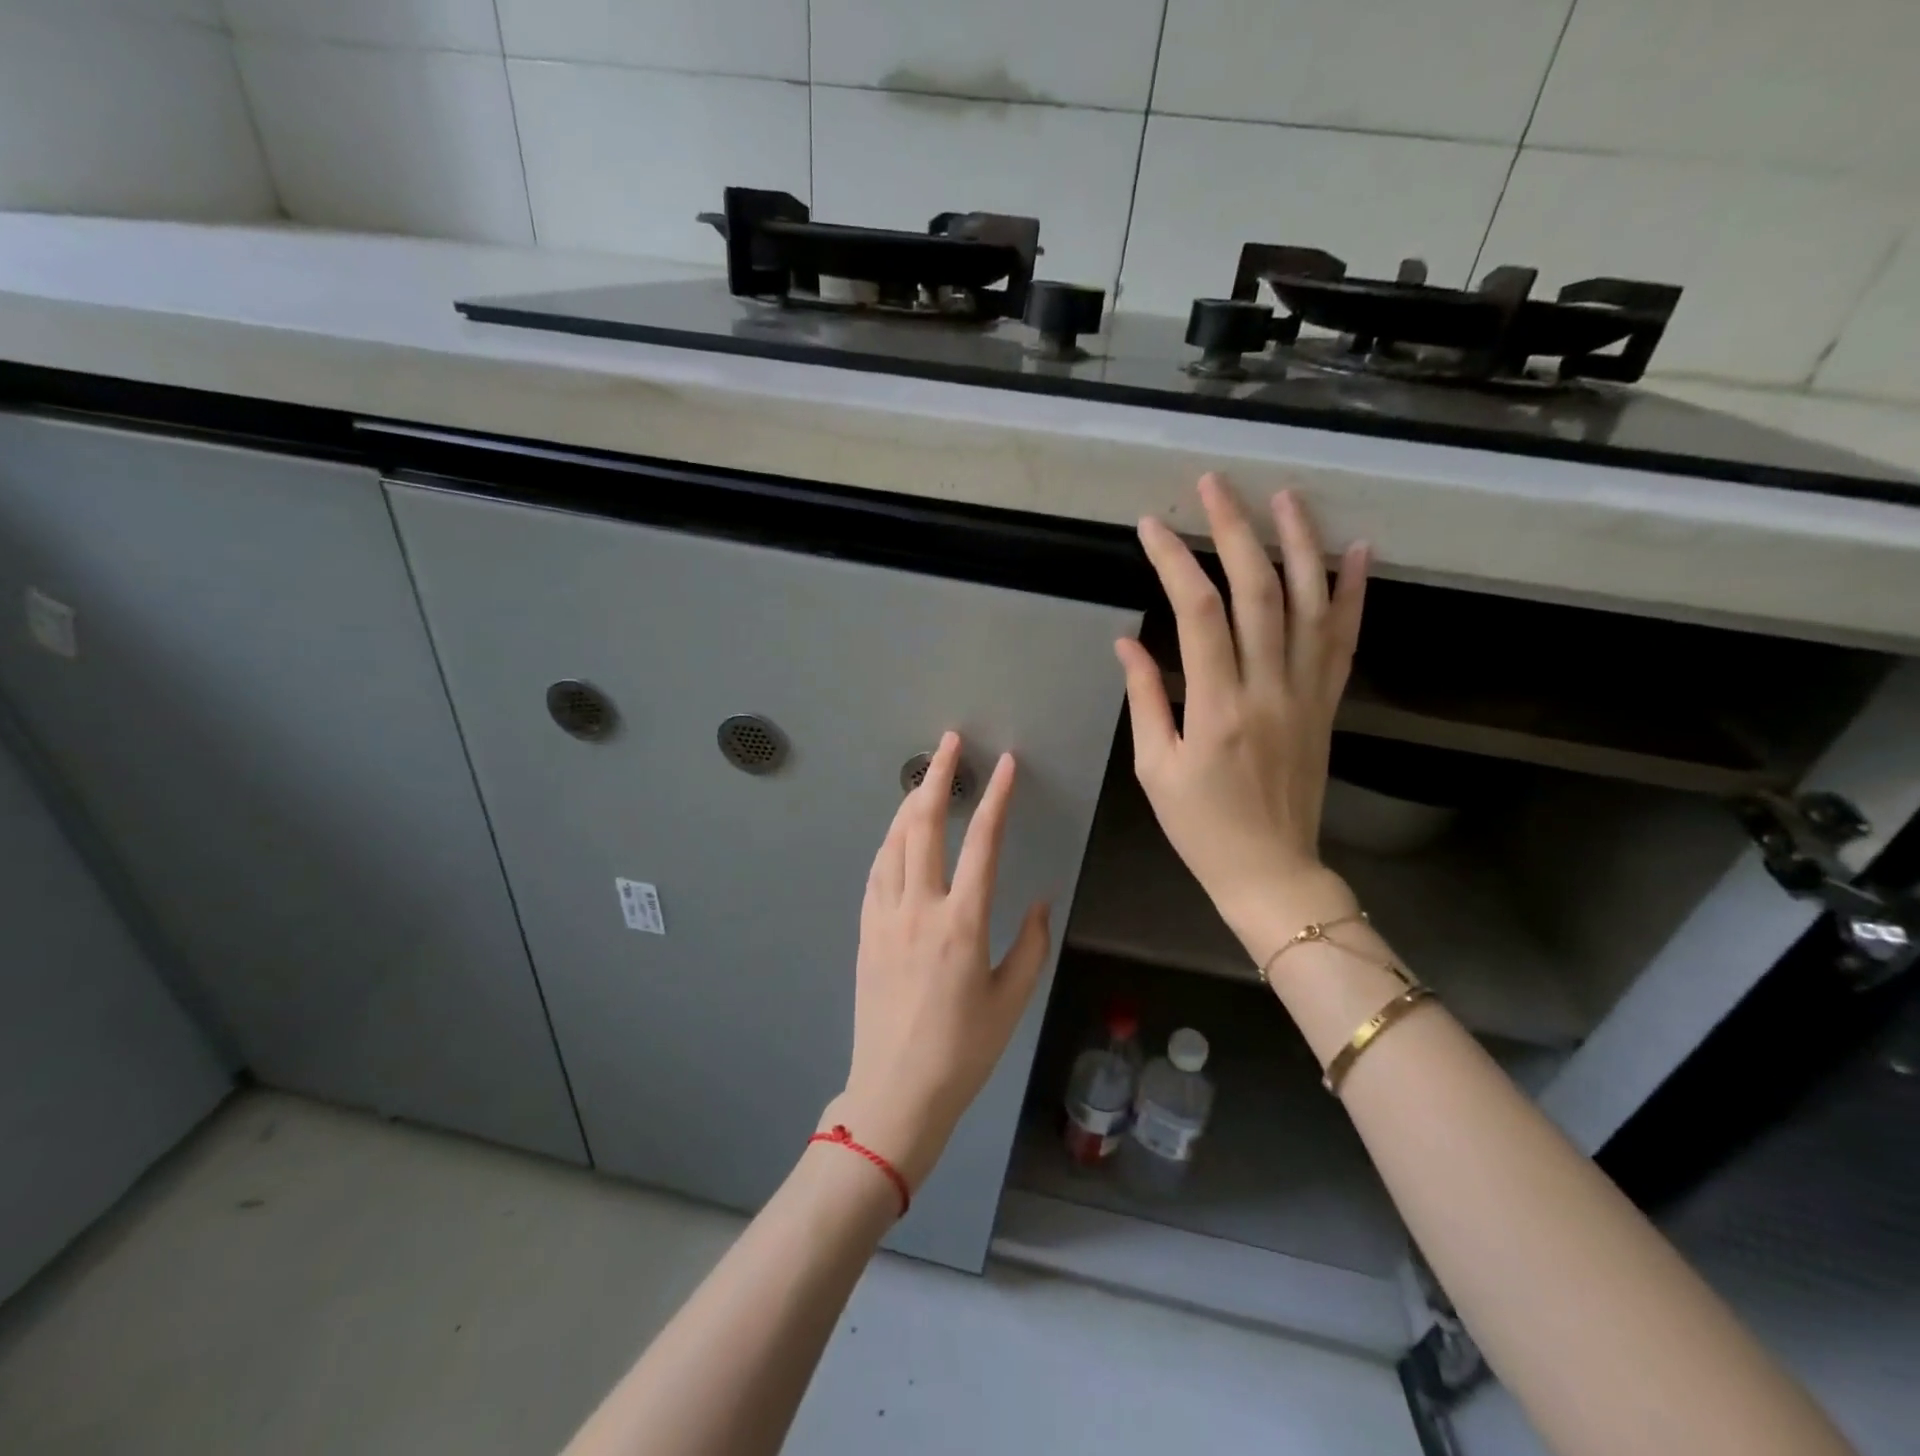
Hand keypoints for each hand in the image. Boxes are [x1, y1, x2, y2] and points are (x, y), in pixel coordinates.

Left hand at [826, 732, 1052, 1189]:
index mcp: (962, 923)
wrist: (895, 1091)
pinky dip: (889, 841)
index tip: (1005, 764)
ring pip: (893, 842)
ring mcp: (885, 917)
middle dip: (938, 777)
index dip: (995, 798)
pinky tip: (897, 833)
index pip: (982, 843)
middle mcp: (919, 908)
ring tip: (925, 777)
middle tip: (950, 743)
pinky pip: (876, 870)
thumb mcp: (1013, 1000)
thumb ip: (1032, 944)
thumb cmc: (963, 1051)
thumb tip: (1040, 900)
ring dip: (910, 803)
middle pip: (924, 826)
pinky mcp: (865, 930)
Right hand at [1115, 474, 1368, 942]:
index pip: (1198, 615)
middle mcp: (1267, 690)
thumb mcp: (1155, 768)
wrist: (1271, 871)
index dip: (1174, 563)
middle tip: (1215, 486)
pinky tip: (1356, 551)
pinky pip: (1344, 641)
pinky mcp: (1328, 705)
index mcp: (1216, 709)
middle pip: (1257, 592)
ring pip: (1308, 604)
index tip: (1152, 527)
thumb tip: (1128, 642)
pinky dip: (1352, 593)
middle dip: (1235, 531)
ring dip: (1298, 544)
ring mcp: (1306, 694)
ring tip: (1284, 496)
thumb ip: (1145, 699)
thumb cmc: (1201, 826)